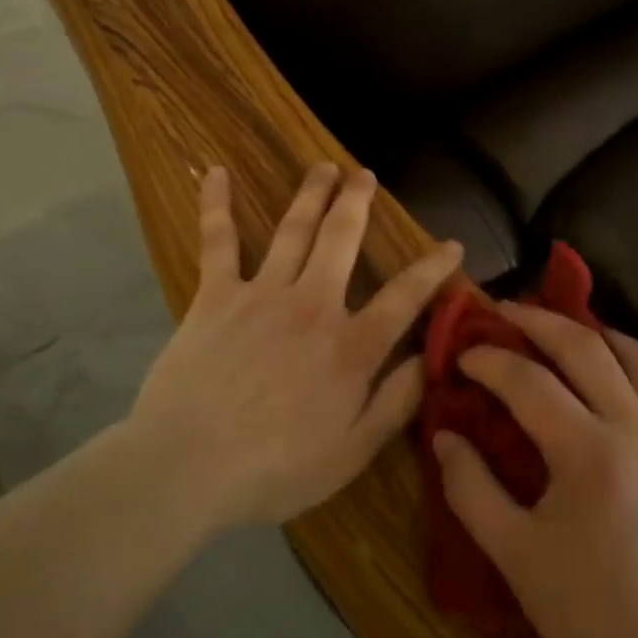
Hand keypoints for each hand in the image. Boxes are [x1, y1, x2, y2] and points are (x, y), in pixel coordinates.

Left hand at [130, 163, 462, 530]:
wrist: (186, 466)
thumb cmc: (274, 469)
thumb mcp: (351, 452)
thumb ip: (395, 402)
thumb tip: (430, 358)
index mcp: (350, 346)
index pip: (404, 297)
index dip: (432, 268)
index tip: (452, 244)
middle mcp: (313, 305)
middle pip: (342, 239)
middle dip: (358, 203)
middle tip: (366, 175)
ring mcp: (262, 293)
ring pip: (293, 229)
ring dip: (311, 194)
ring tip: (324, 167)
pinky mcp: (215, 295)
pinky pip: (218, 241)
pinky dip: (216, 205)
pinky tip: (216, 172)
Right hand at [432, 305, 637, 637]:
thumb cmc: (588, 611)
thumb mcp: (513, 554)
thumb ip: (470, 488)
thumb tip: (445, 433)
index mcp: (591, 454)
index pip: (529, 382)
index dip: (490, 361)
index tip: (462, 355)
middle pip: (585, 348)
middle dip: (537, 321)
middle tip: (502, 310)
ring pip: (636, 355)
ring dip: (592, 331)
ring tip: (558, 328)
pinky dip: (630, 358)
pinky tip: (606, 367)